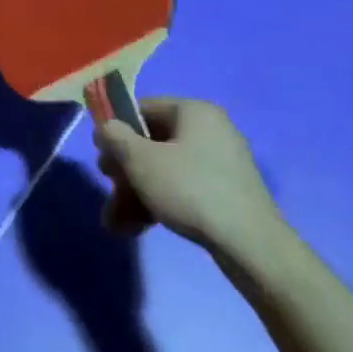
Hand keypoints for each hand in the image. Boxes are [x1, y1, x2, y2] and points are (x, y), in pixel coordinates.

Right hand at [93, 99, 283, 260]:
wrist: (250, 243)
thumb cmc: (189, 189)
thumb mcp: (141, 161)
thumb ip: (115, 137)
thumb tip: (106, 127)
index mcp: (194, 112)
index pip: (143, 108)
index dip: (117, 129)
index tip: (103, 156)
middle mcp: (210, 130)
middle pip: (152, 143)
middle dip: (124, 171)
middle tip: (109, 190)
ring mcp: (220, 163)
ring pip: (164, 170)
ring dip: (135, 193)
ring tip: (116, 223)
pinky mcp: (225, 192)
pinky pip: (182, 188)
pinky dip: (159, 203)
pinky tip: (137, 228)